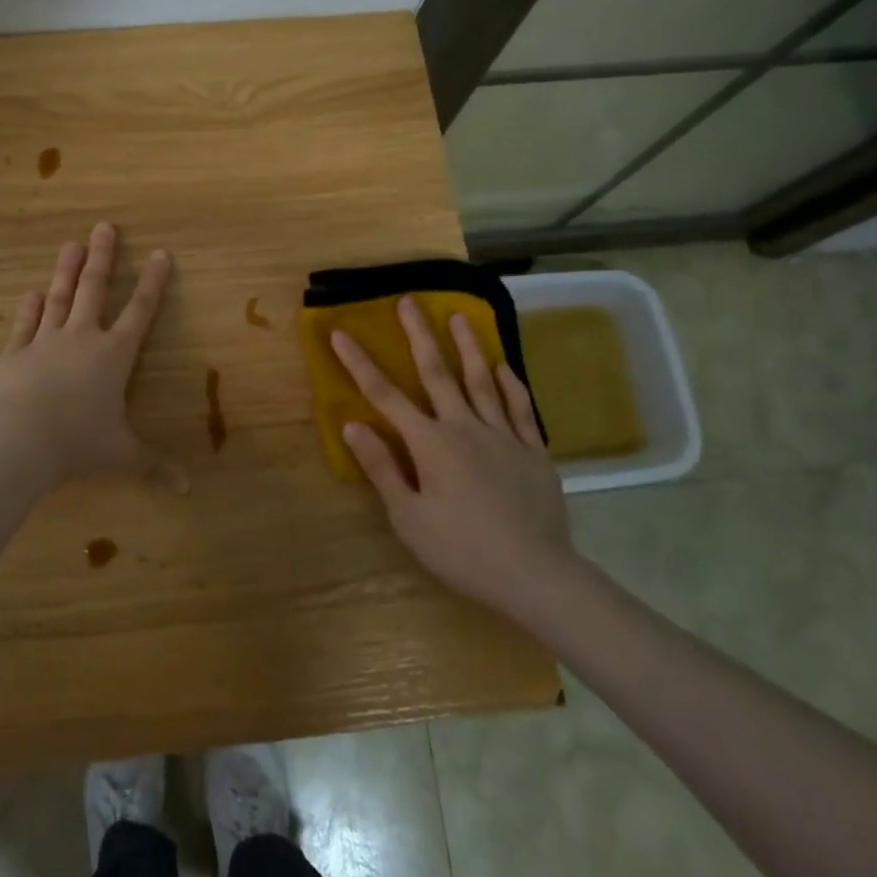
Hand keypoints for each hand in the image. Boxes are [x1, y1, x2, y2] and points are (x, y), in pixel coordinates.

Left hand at [0, 223, 173, 484]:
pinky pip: (25, 325)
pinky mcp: (14, 354)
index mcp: (114, 356)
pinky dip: (31, 308)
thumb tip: (188, 489)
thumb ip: (154, 467)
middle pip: (94, 290)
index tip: (160, 253)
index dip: (152, 283)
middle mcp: (82, 339)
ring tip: (70, 244)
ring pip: (59, 298)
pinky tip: (33, 292)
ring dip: (66, 271)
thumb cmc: (79, 444)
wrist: (18, 441)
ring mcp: (45, 342)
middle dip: (102, 258)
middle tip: (104, 227)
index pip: (140, 312)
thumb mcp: (122, 457)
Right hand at [330, 298, 576, 622]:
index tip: (340, 333)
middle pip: (437, 372)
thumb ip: (382, 468)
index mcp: (430, 444)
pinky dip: (509, 383)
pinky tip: (503, 365)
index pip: (385, 396)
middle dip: (419, 335)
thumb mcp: (409, 518)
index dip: (359, 363)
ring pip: (481, 380)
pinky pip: (520, 407)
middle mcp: (464, 427)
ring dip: (468, 346)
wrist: (536, 575)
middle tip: (409, 300)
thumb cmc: (462, 550)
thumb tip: (353, 425)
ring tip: (459, 316)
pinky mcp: (533, 450)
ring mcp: (503, 435)